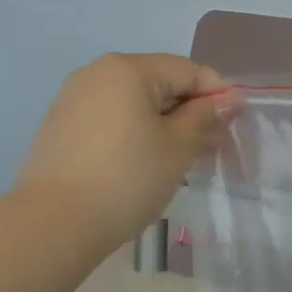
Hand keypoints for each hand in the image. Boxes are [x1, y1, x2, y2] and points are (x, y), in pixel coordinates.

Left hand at [17, 54, 236, 248]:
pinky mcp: (60, 126)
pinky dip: (135, 133)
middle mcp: (97, 73)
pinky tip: (144, 163)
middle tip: (211, 146)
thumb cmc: (128, 178)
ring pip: (134, 102)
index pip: (188, 70)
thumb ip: (205, 117)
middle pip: (159, 82)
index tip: (237, 123)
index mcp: (128, 69)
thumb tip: (229, 99)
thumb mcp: (178, 147)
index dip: (218, 94)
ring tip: (180, 158)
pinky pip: (111, 118)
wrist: (55, 222)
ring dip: (163, 124)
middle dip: (190, 110)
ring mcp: (73, 98)